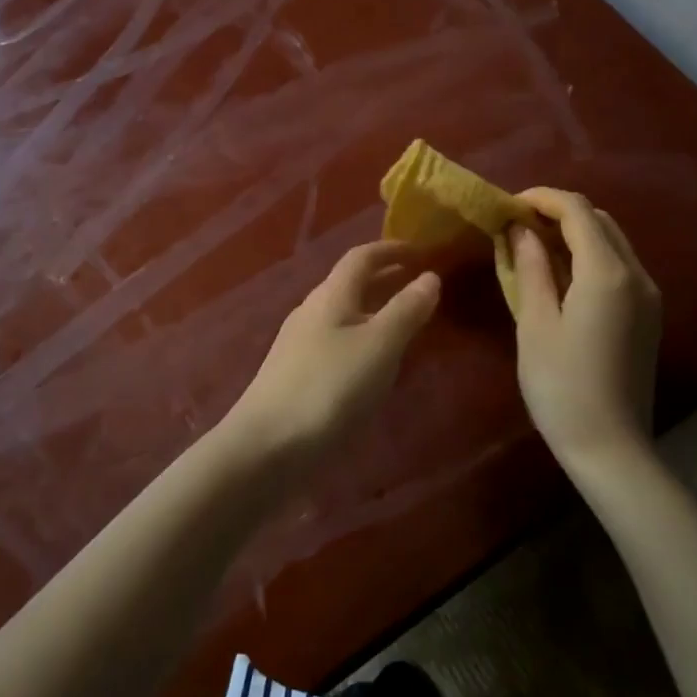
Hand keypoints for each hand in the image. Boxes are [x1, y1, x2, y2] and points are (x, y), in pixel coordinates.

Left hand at [223, 241, 441, 465]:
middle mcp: (311, 311)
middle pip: (350, 283)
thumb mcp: (379, 346)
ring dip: (374, 309)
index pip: (361, 257)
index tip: (421, 251)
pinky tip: (374, 363)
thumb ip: (406, 310)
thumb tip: (430, 276)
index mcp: (330, 295)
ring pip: (343, 314)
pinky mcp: (295, 374)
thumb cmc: (329, 388)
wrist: (266, 447)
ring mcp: (299, 344)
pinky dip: (362, 338)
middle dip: (385, 278)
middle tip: (420, 283)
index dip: (391, 249)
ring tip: (405, 323)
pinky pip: (336, 341)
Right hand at [509, 188, 661, 466]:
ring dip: (575, 232)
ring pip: (612, 240)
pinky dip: (590, 254)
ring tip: (534, 245)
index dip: (541, 198)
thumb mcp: (535, 323)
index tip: (507, 205)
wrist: (611, 448)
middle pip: (599, 220)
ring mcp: (648, 295)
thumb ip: (531, 268)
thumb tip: (520, 230)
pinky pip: (619, 265)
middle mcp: (637, 274)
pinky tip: (561, 274)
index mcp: (607, 273)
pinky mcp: (648, 314)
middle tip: (517, 225)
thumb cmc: (562, 386)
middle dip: (558, 211)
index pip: (576, 211)